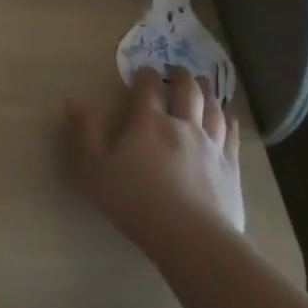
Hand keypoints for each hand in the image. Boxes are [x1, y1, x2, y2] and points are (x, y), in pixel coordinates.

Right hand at [66, 67, 243, 262]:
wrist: (191, 238)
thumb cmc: (136, 202)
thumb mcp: (97, 169)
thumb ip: (87, 133)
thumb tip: (74, 101)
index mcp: (149, 123)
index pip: (148, 88)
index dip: (146, 75)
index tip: (144, 70)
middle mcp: (183, 125)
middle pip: (187, 91)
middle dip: (180, 76)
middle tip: (176, 70)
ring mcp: (212, 145)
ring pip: (213, 108)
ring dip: (207, 91)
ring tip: (204, 83)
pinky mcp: (231, 166)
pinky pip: (232, 134)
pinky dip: (230, 119)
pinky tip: (229, 117)